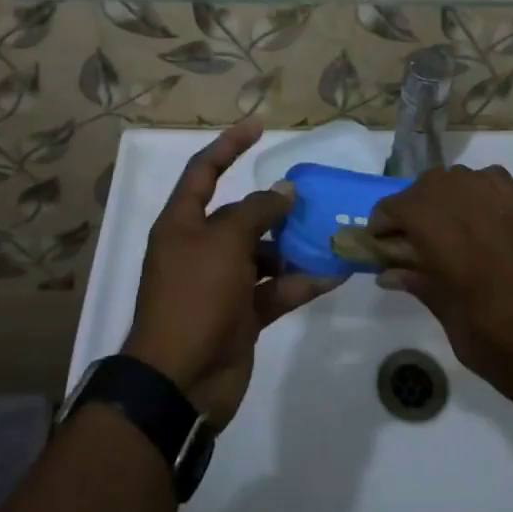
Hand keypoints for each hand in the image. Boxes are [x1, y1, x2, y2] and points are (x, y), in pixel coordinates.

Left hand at [123, 122, 343, 428]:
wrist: (180, 384)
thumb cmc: (194, 298)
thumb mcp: (224, 242)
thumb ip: (257, 211)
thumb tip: (284, 192)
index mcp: (183, 225)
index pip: (204, 171)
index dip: (229, 146)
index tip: (259, 128)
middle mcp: (201, 248)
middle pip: (241, 215)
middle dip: (274, 206)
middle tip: (309, 196)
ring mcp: (222, 284)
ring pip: (263, 253)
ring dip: (292, 246)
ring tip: (327, 234)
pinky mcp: (242, 315)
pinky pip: (276, 289)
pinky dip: (301, 281)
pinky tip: (333, 274)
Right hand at [370, 166, 512, 415]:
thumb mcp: (461, 333)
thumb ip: (425, 289)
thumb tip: (389, 270)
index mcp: (456, 248)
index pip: (405, 208)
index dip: (383, 219)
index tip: (378, 242)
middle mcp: (479, 213)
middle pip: (428, 186)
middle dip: (408, 206)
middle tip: (405, 240)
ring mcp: (509, 204)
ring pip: (457, 177)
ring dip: (438, 195)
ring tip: (440, 228)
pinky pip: (489, 179)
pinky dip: (471, 190)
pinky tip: (475, 218)